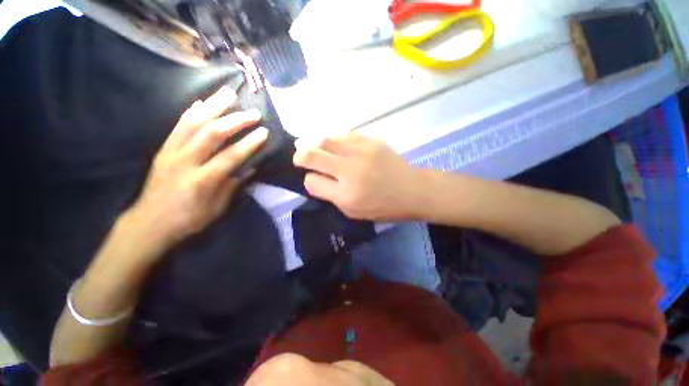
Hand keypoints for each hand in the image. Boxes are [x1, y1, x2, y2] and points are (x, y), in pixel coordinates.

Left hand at [130, 86, 267, 244]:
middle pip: (212, 134)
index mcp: (202, 181)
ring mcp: (171, 152)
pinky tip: (202, 102)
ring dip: (213, 106)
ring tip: (228, 93)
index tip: (264, 132)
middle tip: (253, 112)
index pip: (231, 156)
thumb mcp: (217, 208)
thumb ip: (233, 185)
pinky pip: (177, 126)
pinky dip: (191, 112)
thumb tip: (250, 167)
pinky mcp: (163, 149)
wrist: (150, 222)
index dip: (249, 143)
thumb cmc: (189, 218)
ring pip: (193, 123)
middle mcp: (185, 162)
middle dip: (235, 120)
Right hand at [293, 134, 421, 220]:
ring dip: (312, 141)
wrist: (412, 190)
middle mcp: (350, 171)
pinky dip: (332, 138)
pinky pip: (344, 134)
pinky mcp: (371, 141)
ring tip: (306, 143)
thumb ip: (332, 196)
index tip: (313, 180)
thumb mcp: (354, 212)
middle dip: (300, 156)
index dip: (309, 181)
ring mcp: (361, 152)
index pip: (312, 182)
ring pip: (326, 140)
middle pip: (313, 155)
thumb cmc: (383, 207)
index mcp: (345, 194)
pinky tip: (329, 141)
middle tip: (298, 156)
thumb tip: (316, 179)